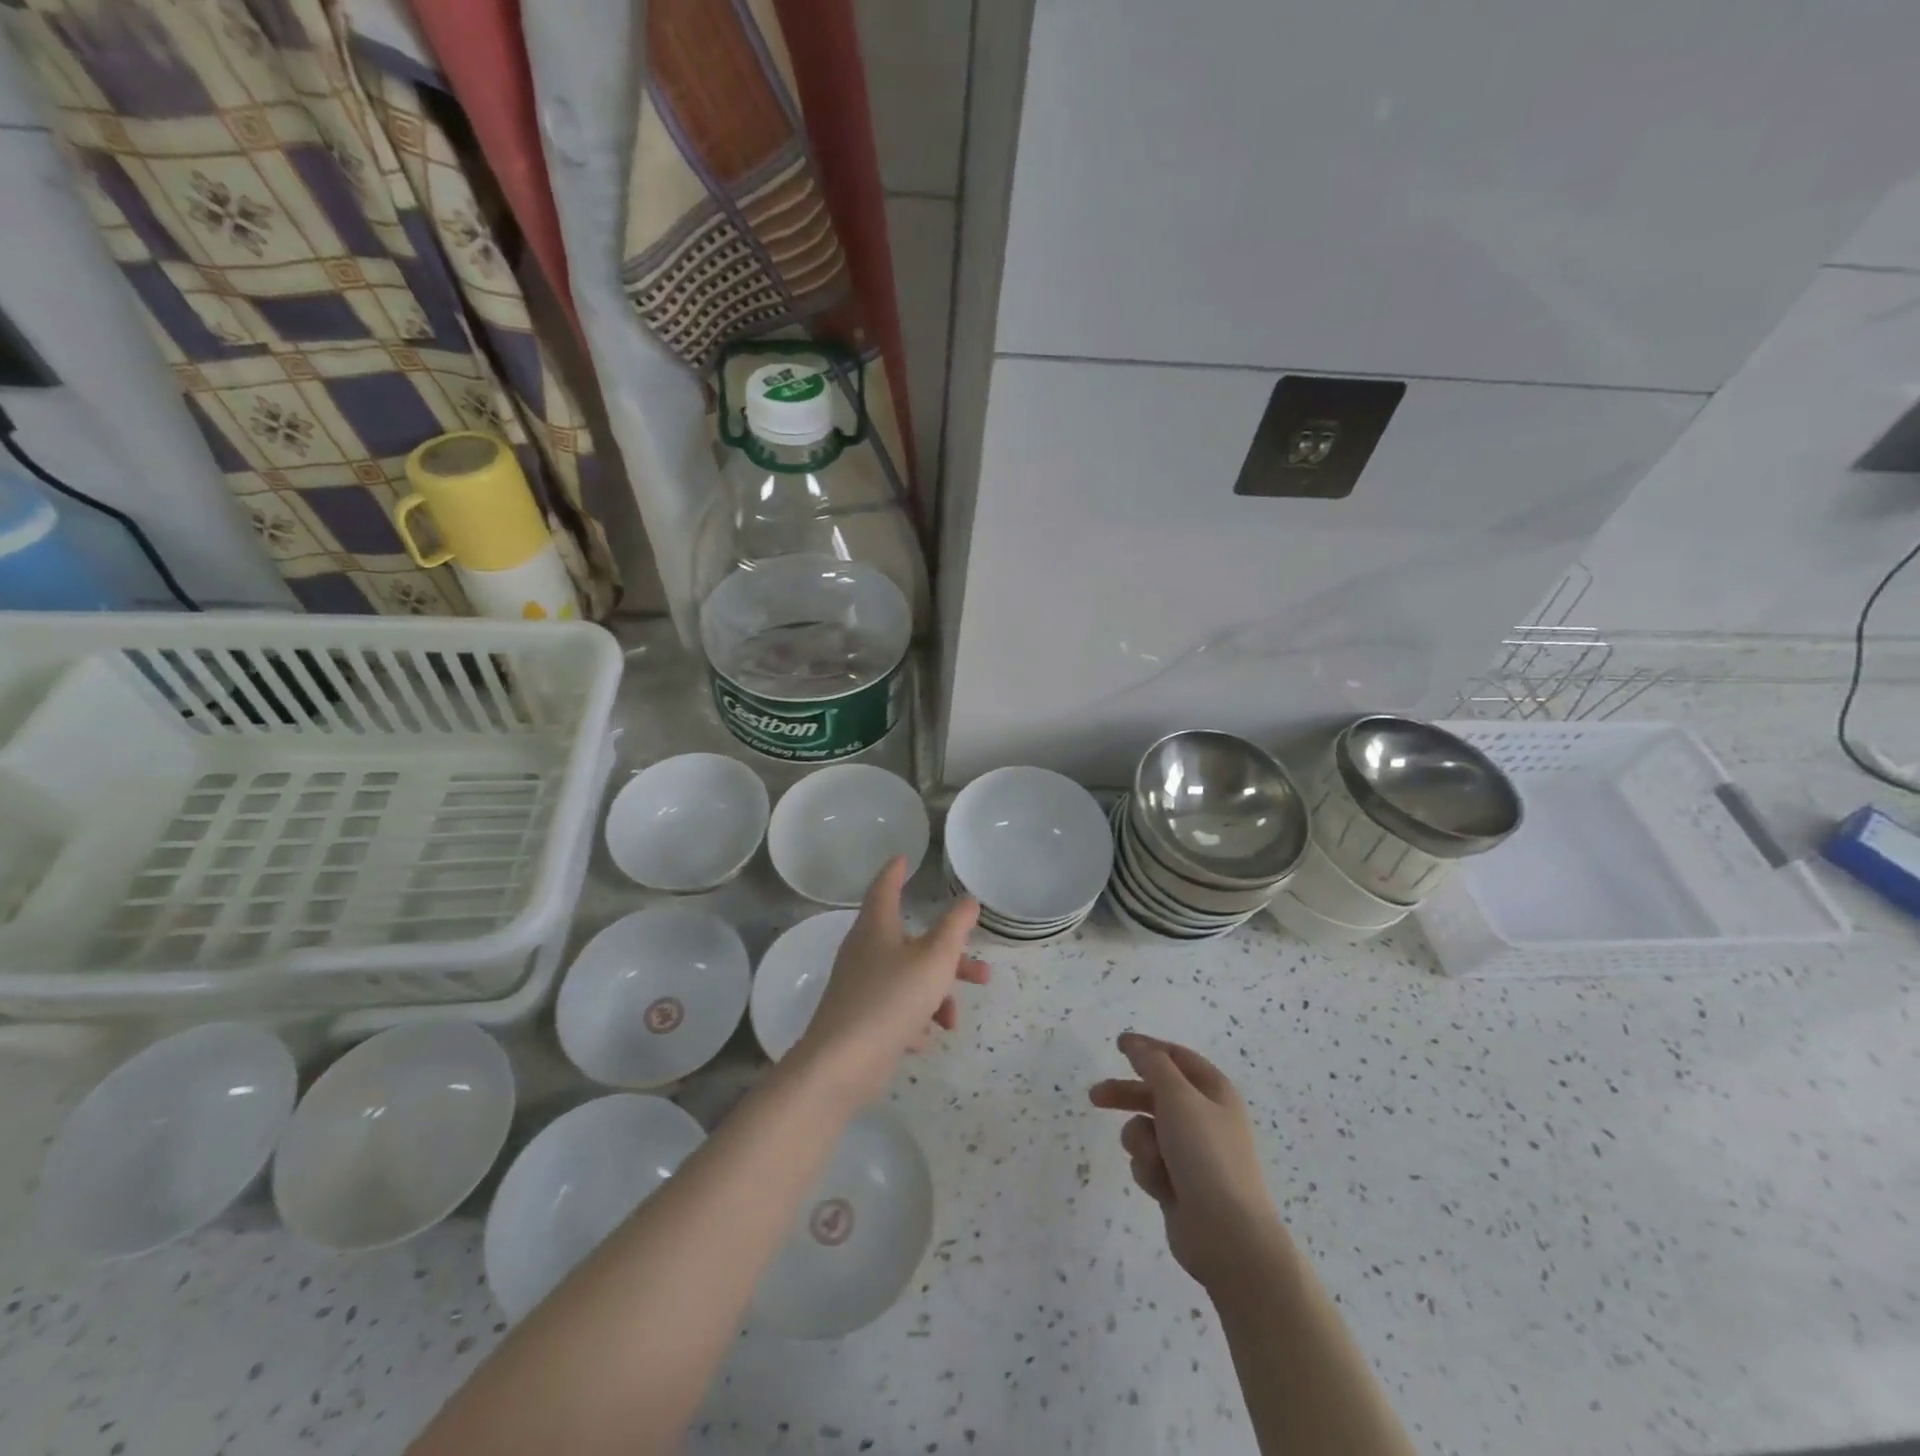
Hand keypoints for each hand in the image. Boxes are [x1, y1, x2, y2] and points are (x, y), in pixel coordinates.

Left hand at [788, 857, 989, 1108]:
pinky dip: (913, 1019)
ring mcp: (859, 986)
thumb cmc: (892, 998)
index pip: (885, 888)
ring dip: (936, 996)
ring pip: (908, 979)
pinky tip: (924, 1040)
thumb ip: (955, 927)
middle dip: (948, 958)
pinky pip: (894, 1010)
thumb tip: (968, 900)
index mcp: (877, 927)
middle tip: (980, 972)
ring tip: (954, 1022)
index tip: (903, 858)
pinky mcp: (859, 1018)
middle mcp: (864, 951)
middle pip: (912, 943)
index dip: (896, 872)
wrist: (842, 1063)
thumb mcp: (935, 959)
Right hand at [1089, 1032, 1285, 1289]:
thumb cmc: (1206, 1155)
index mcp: (1214, 1091)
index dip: (1148, 1048)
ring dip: (1141, 1142)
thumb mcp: (1178, 1098)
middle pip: (1155, 1093)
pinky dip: (1149, 1169)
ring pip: (1146, 1130)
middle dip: (1127, 1095)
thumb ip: (1153, 1064)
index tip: (1118, 1045)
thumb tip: (1135, 1042)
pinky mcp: (1178, 1182)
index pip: (1176, 1057)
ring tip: (1153, 1159)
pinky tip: (1161, 1187)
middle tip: (1095, 1097)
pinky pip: (1148, 1162)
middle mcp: (1204, 1117)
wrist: (1228, 1236)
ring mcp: (1191, 1152)